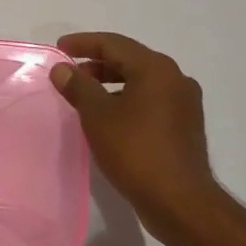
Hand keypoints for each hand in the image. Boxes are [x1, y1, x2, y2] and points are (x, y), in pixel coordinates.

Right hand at [51, 32, 221, 237]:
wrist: (179, 201)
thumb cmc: (135, 151)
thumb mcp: (98, 116)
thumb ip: (78, 87)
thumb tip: (63, 69)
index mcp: (156, 68)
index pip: (114, 44)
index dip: (83, 43)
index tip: (60, 49)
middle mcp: (175, 78)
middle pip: (130, 60)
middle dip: (97, 64)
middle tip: (70, 73)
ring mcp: (184, 103)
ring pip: (142, 82)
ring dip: (112, 83)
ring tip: (86, 97)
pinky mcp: (185, 125)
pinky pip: (151, 101)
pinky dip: (127, 100)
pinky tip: (110, 118)